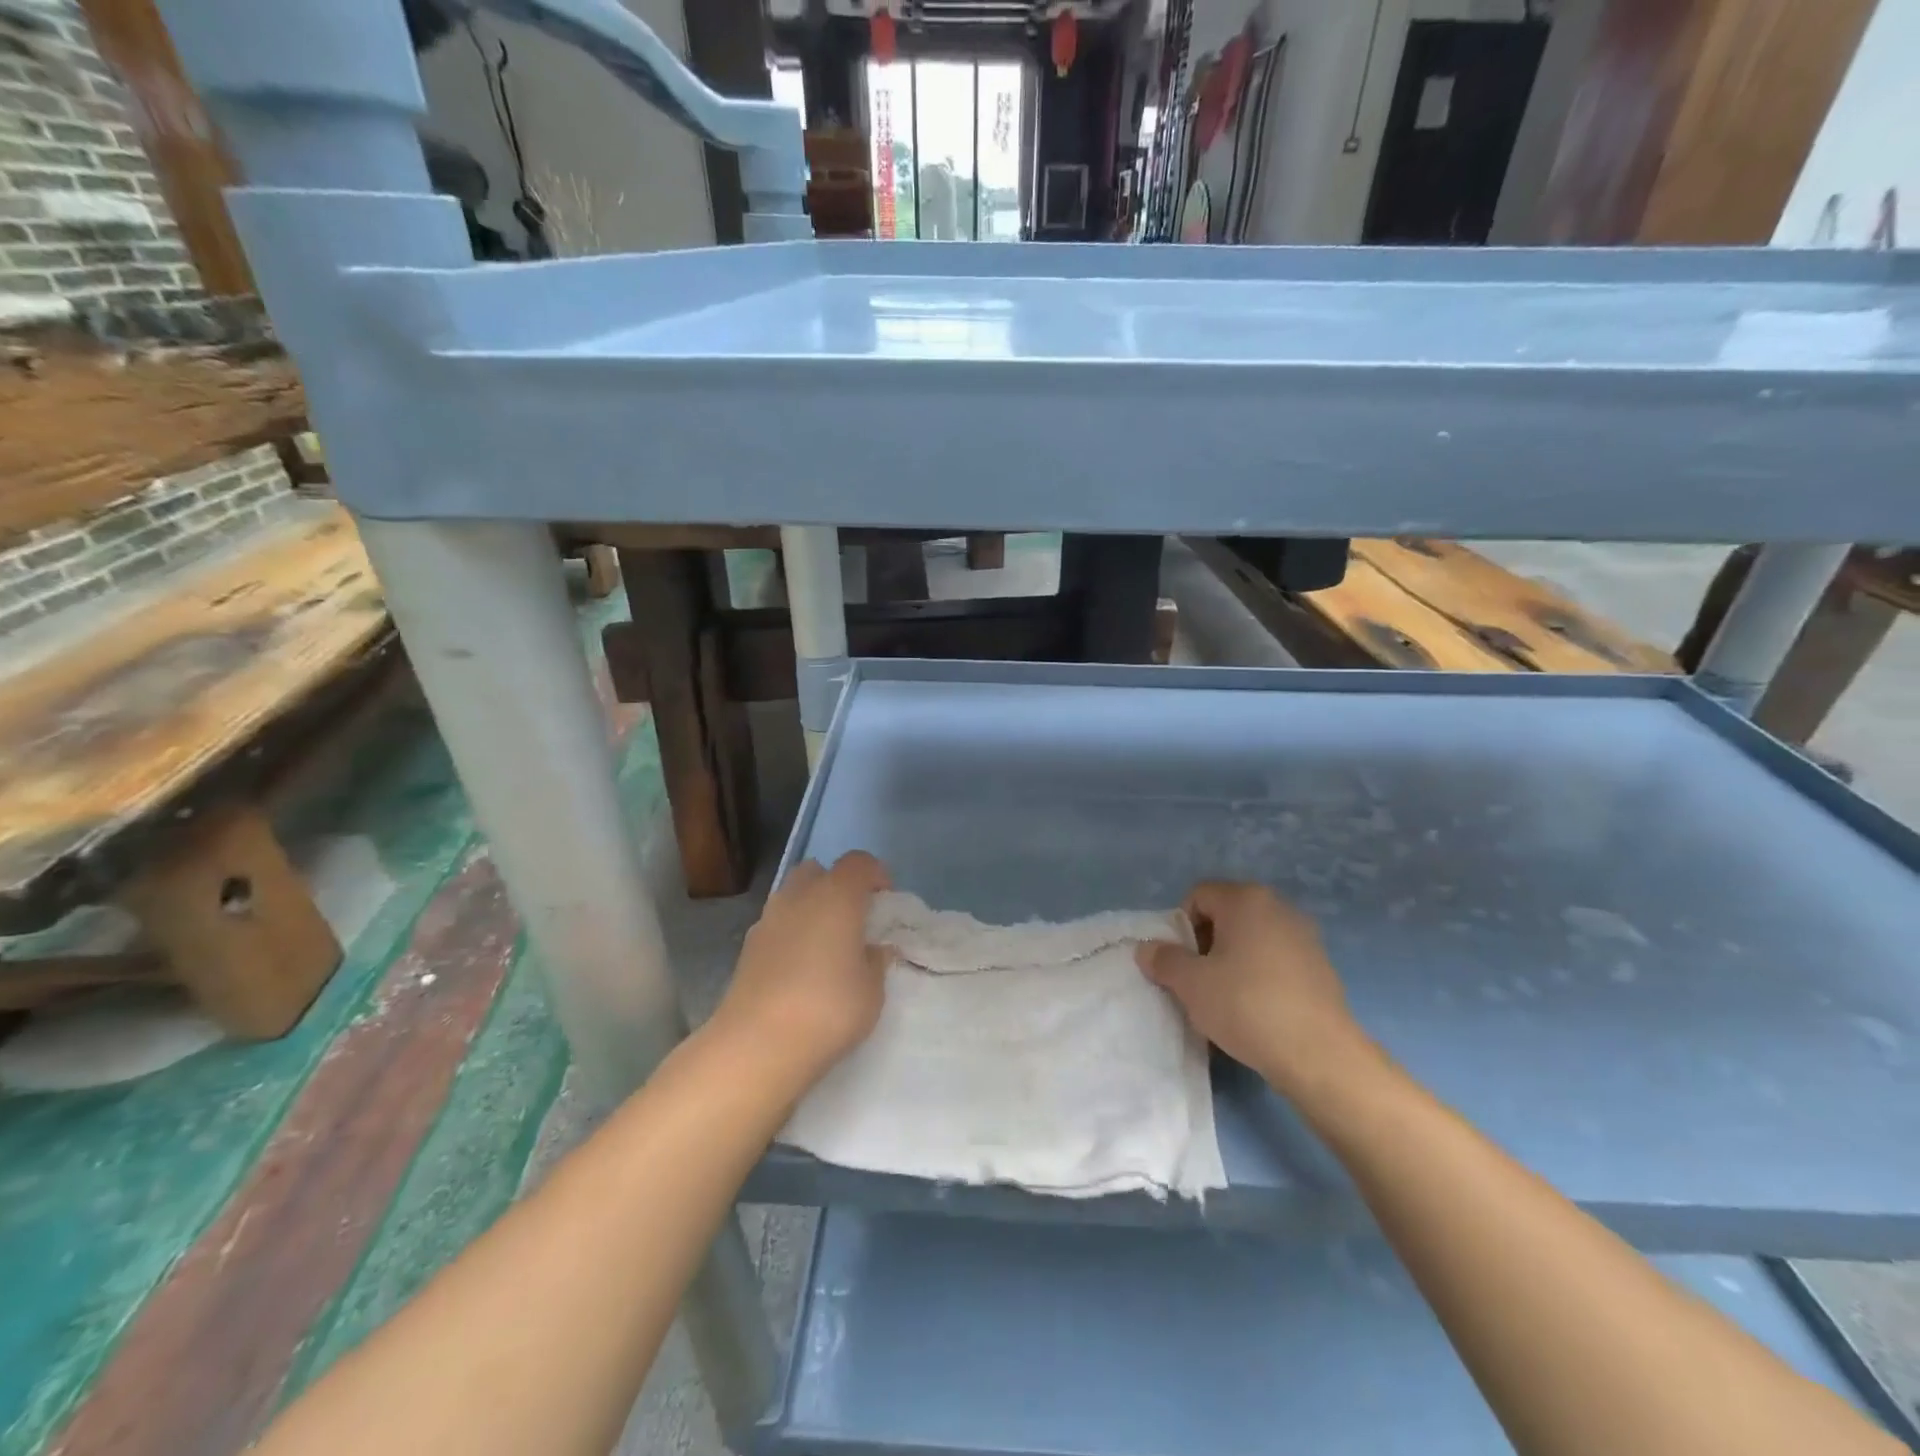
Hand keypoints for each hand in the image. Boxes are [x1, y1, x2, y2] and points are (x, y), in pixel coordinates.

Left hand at [711, 852, 891, 1090]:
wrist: (756, 1045)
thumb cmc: (827, 1009)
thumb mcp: (872, 991)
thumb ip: (876, 962)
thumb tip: (873, 949)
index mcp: (836, 896)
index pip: (858, 862)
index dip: (875, 874)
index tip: (885, 901)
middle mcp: (799, 897)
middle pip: (818, 871)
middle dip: (836, 886)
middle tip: (853, 919)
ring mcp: (767, 920)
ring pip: (793, 896)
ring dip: (811, 909)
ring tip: (826, 946)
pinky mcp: (747, 947)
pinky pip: (777, 925)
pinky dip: (791, 934)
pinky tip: (800, 968)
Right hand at [1136, 881, 1377, 1100]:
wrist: (1320, 1056)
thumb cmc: (1247, 1006)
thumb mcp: (1191, 984)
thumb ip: (1164, 960)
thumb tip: (1147, 949)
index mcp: (1246, 899)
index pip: (1198, 896)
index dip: (1180, 927)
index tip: (1181, 963)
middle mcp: (1278, 907)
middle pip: (1226, 915)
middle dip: (1206, 944)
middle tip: (1198, 982)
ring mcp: (1305, 936)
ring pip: (1251, 940)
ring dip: (1232, 962)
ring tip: (1226, 1000)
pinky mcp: (1321, 967)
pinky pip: (1276, 961)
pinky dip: (1260, 977)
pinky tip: (1256, 1011)